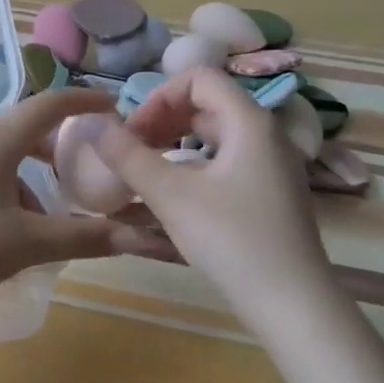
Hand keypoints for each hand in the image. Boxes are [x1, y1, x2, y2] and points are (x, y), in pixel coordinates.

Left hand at [0, 89, 173, 320]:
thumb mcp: (27, 243)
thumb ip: (82, 237)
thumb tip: (137, 238)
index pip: (50, 104)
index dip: (85, 102)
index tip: (114, 107)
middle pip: (27, 129)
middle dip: (61, 148)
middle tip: (89, 171)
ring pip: (5, 156)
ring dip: (34, 178)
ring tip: (50, 218)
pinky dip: (9, 189)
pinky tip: (11, 231)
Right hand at [94, 68, 336, 318]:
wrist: (292, 304)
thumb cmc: (231, 240)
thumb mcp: (171, 196)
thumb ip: (128, 157)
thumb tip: (92, 125)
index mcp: (248, 122)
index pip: (198, 78)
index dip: (158, 97)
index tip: (133, 133)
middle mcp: (266, 134)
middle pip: (207, 103)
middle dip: (162, 118)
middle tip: (132, 150)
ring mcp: (272, 164)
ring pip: (216, 132)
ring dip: (176, 139)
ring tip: (147, 167)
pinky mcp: (270, 192)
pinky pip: (227, 158)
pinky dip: (195, 161)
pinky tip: (176, 191)